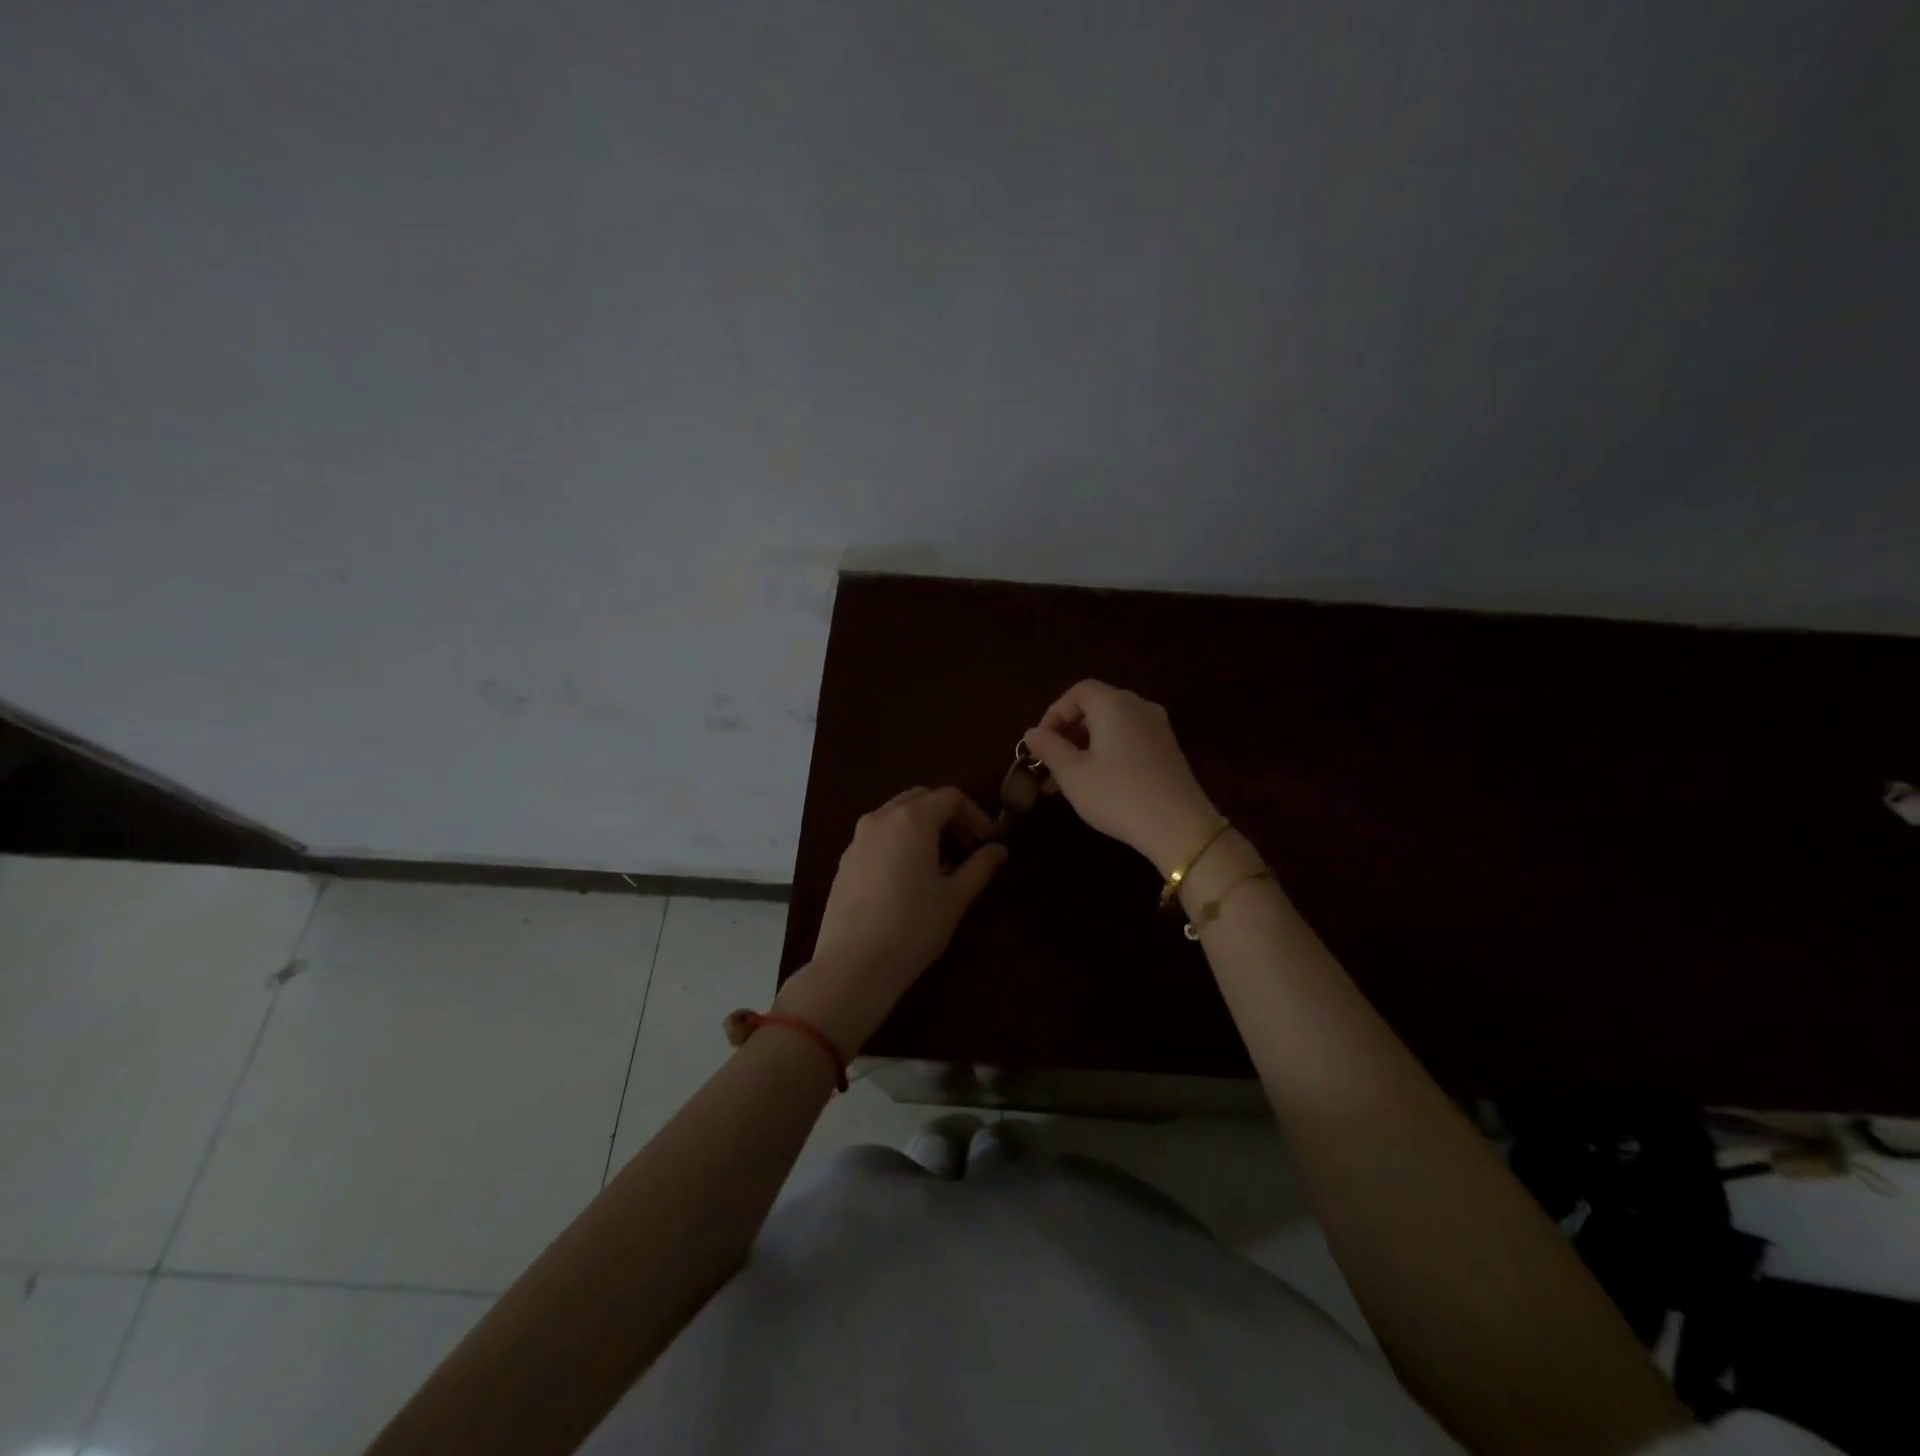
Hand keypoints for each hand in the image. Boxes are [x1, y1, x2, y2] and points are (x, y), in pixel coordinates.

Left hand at [777, 787, 1007, 1052]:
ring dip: (922, 826)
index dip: (975, 814)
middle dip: (947, 815)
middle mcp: (881, 818)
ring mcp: (858, 838)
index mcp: (912, 820)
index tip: (989, 840)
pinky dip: (899, 840)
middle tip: (966, 846)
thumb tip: (999, 849)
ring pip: (896, 814)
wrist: (852, 966)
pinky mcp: (845, 860)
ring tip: (939, 862)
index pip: (950, 797)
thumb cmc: (912, 928)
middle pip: (920, 798)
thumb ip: (980, 866)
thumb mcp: (955, 898)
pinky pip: (878, 835)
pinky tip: (908, 876)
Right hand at [1023, 680, 1220, 875]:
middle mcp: (1139, 707)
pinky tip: (1099, 780)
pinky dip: (1109, 750)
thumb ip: (1049, 748)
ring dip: (1087, 743)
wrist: (1178, 826)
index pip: (1078, 692)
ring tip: (1070, 775)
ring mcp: (1158, 727)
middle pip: (1097, 706)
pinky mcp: (1168, 749)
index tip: (1041, 742)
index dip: (1054, 713)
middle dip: (1069, 730)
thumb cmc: (1117, 794)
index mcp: (1114, 704)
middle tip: (1052, 760)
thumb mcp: (1072, 774)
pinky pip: (1130, 738)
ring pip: (1113, 724)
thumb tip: (1032, 733)